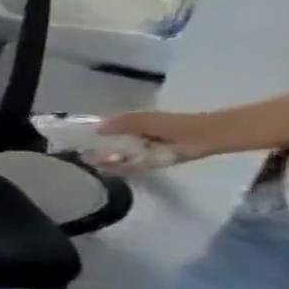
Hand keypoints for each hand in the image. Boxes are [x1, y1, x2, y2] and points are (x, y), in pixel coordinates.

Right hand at [93, 110, 208, 168]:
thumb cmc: (176, 125)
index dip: (93, 134)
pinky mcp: (152, 163)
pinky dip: (120, 168)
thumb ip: (120, 123)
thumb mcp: (144, 120)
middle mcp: (136, 137)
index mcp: (134, 124)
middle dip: (98, 150)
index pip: (106, 129)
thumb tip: (96, 128)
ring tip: (99, 163)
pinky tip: (110, 168)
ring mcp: (143, 151)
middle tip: (87, 156)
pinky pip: (130, 167)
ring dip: (108, 160)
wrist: (209, 137)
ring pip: (118, 156)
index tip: (79, 141)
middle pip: (110, 144)